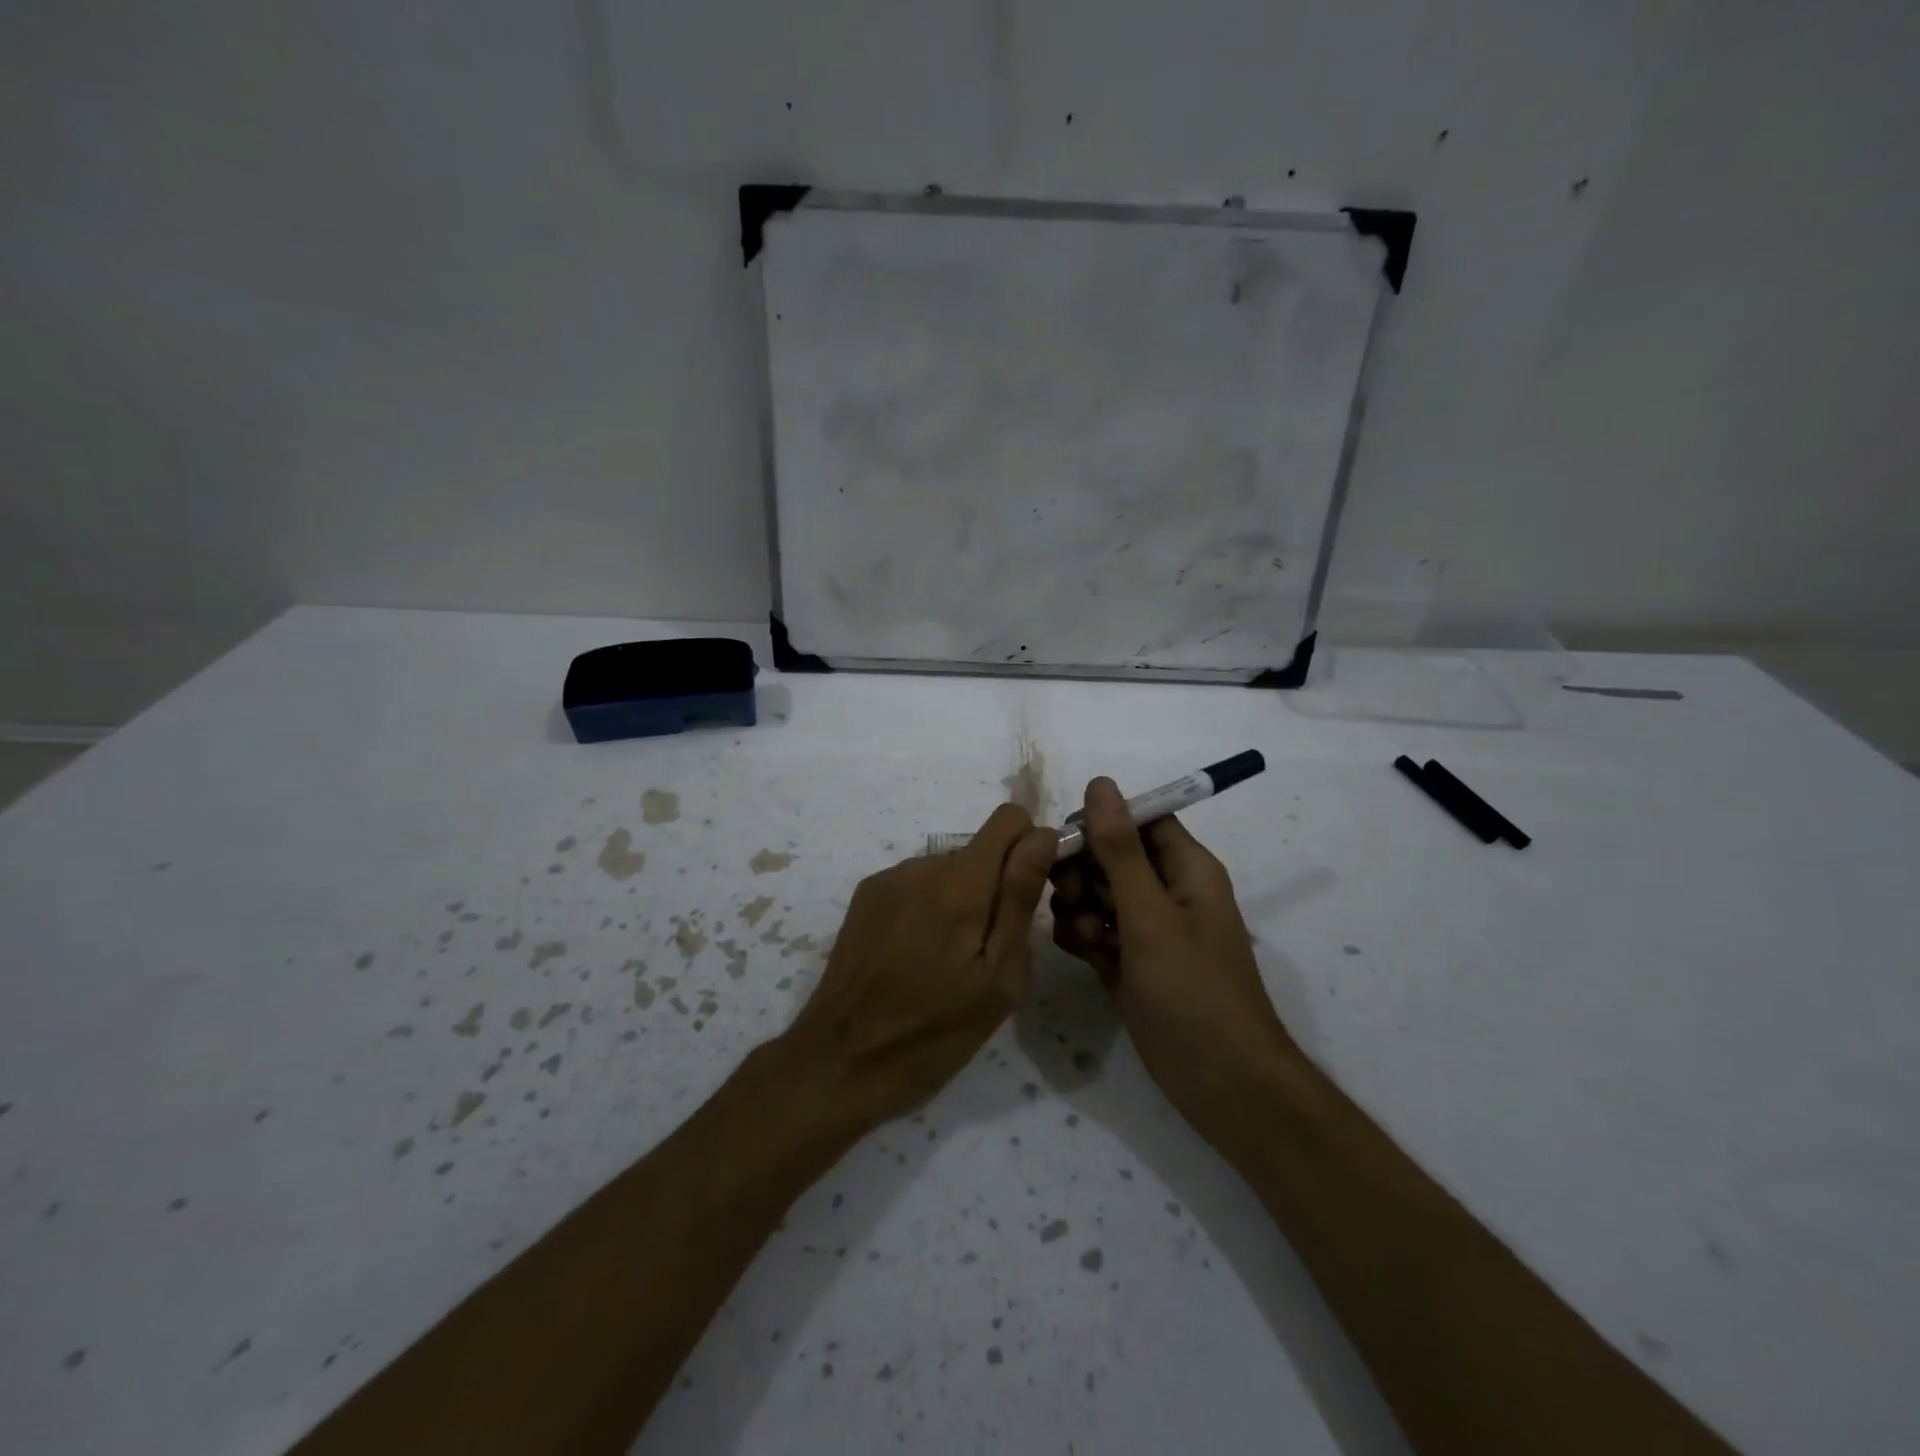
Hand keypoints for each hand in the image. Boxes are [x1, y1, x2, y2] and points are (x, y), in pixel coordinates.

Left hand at [783, 804, 1056, 1127]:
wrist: (841, 1060)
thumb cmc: (934, 1031)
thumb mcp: (998, 978)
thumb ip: (1020, 898)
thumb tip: (1043, 835)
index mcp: (961, 884)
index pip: (1009, 819)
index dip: (1029, 847)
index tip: (1028, 894)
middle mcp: (923, 866)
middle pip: (979, 850)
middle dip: (995, 886)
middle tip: (988, 952)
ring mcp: (889, 879)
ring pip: (948, 869)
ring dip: (961, 899)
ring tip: (949, 961)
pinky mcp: (866, 896)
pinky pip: (917, 884)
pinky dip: (929, 907)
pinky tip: (915, 956)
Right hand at [1050, 777, 1291, 1139]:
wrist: (1222, 1085)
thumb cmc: (1194, 991)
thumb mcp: (1151, 915)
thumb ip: (1120, 850)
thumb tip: (1100, 783)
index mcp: (1187, 868)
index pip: (1139, 820)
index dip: (1101, 822)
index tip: (1065, 841)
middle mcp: (1167, 892)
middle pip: (1111, 856)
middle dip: (1082, 869)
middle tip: (1067, 895)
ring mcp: (1148, 930)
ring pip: (1097, 894)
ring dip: (1077, 905)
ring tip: (1081, 933)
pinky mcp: (1130, 963)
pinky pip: (1095, 930)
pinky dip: (1081, 935)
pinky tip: (1080, 952)